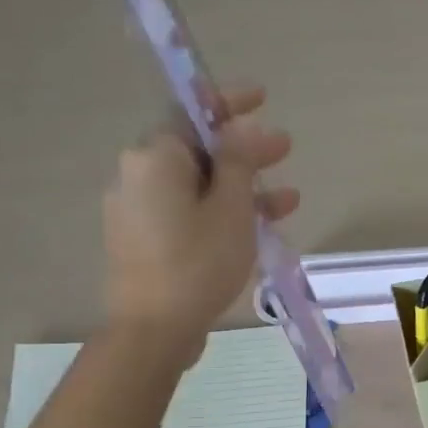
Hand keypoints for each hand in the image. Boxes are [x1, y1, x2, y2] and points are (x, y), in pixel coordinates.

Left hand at [103, 85, 296, 360]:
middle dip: (245, 151)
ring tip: (289, 199)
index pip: (192, 112)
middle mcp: (138, 175)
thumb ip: (238, 161)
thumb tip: (243, 128)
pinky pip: (189, 213)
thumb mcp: (231, 208)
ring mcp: (139, 210)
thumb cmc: (197, 262)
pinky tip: (260, 228)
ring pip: (199, 186)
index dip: (229, 102)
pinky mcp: (145, 240)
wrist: (154, 329)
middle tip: (286, 149)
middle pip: (198, 151)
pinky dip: (222, 213)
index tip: (262, 98)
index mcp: (155, 158)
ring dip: (243, 188)